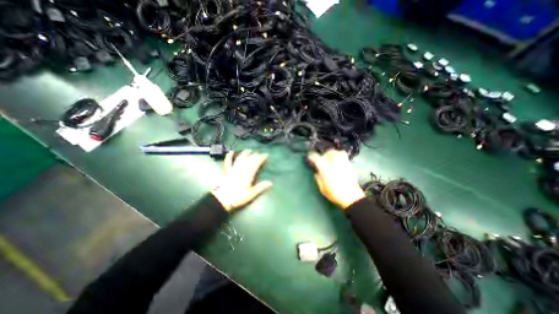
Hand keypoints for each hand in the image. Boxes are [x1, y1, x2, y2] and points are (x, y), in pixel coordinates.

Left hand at [212, 150, 273, 213]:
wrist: (223, 200)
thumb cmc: (238, 197)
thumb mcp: (251, 194)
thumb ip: (261, 187)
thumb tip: (271, 183)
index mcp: (248, 174)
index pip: (256, 163)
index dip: (261, 158)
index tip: (265, 155)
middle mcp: (241, 169)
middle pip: (249, 160)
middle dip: (255, 155)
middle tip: (259, 153)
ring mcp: (233, 169)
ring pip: (240, 158)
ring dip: (244, 153)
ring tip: (249, 150)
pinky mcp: (227, 171)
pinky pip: (228, 162)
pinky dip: (229, 156)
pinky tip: (230, 152)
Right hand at [307, 148, 365, 209]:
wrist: (351, 197)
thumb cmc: (334, 193)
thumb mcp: (322, 188)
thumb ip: (318, 178)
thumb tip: (317, 172)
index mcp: (325, 168)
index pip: (316, 157)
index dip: (312, 156)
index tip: (310, 157)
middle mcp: (334, 162)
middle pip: (328, 152)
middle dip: (324, 154)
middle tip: (322, 159)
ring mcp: (343, 162)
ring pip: (337, 152)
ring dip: (333, 154)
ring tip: (331, 158)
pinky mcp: (350, 165)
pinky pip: (344, 156)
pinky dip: (340, 156)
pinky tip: (338, 163)